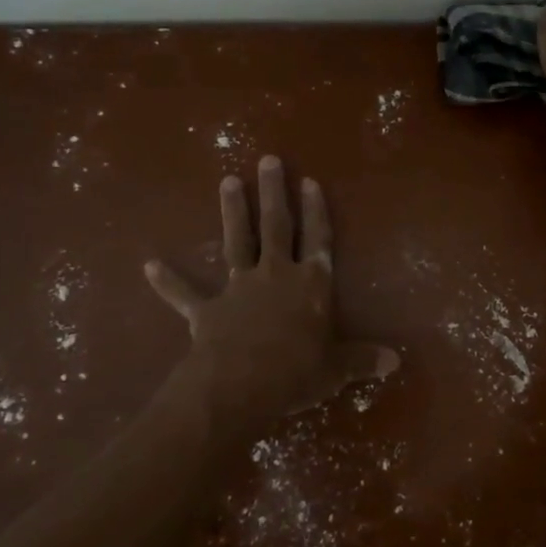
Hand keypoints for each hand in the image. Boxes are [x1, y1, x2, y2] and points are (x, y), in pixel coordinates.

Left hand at [144, 155, 397, 439]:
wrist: (239, 387)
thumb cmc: (296, 374)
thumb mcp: (336, 370)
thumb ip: (363, 361)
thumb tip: (396, 361)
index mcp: (311, 285)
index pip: (318, 239)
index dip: (316, 211)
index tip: (310, 181)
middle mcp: (276, 275)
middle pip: (277, 226)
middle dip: (274, 193)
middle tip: (268, 160)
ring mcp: (239, 289)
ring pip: (236, 242)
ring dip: (232, 212)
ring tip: (228, 181)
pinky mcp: (208, 309)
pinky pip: (185, 293)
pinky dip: (167, 281)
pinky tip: (149, 265)